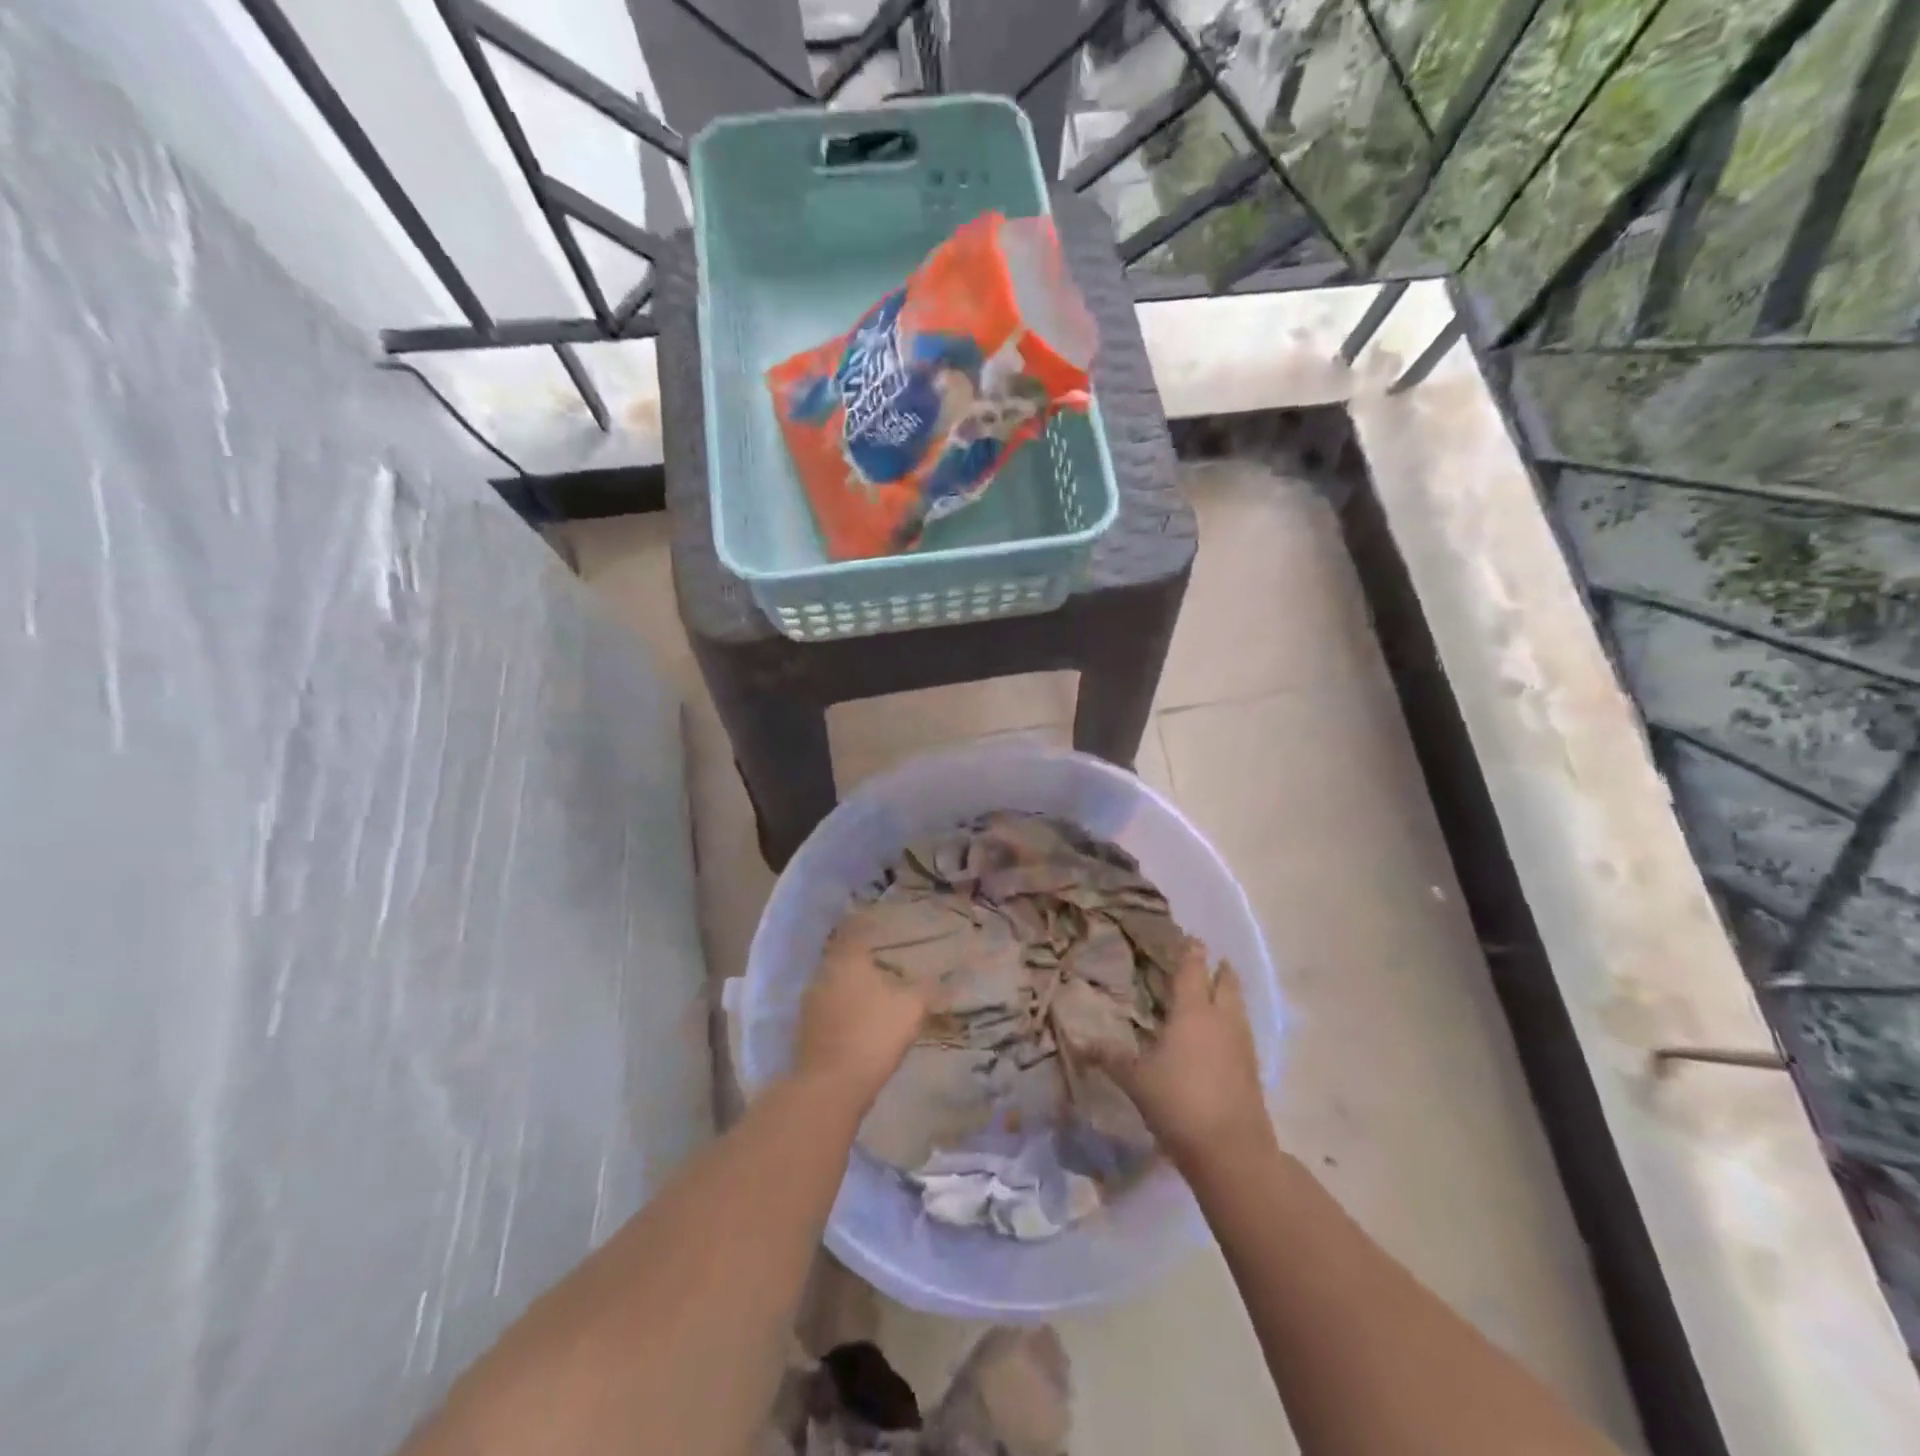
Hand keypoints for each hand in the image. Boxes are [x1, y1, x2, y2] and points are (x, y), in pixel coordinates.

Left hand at [792, 918, 936, 1110]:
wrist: (830, 1086)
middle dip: (860, 955)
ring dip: (850, 982)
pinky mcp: (806, 1029)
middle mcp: (824, 973)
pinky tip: (859, 1016)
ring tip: (873, 988)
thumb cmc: (873, 1035)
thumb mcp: (912, 1009)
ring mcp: (811, 1002)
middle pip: (842, 954)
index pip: (854, 928)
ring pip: (834, 981)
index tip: (880, 920)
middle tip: (882, 957)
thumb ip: (928, 989)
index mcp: (848, 959)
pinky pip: (828, 1005)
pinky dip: (842, 1005)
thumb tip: (944, 980)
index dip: (866, 922)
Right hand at [1107, 942, 1271, 1168]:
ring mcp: (1242, 1045)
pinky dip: (1233, 1023)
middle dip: (1219, 969)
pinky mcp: (1252, 1070)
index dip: (1191, 952)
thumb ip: (1110, 1057)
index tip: (1191, 938)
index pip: (1192, 970)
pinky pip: (1242, 1033)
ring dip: (1230, 994)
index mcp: (1193, 1011)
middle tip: (1211, 959)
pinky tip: (1223, 1035)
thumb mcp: (1135, 1079)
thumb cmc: (1178, 1102)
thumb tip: (1080, 1042)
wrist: (1231, 1150)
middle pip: (1225, 984)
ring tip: (1219, 990)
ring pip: (1238, 1007)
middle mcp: (1221, 1020)